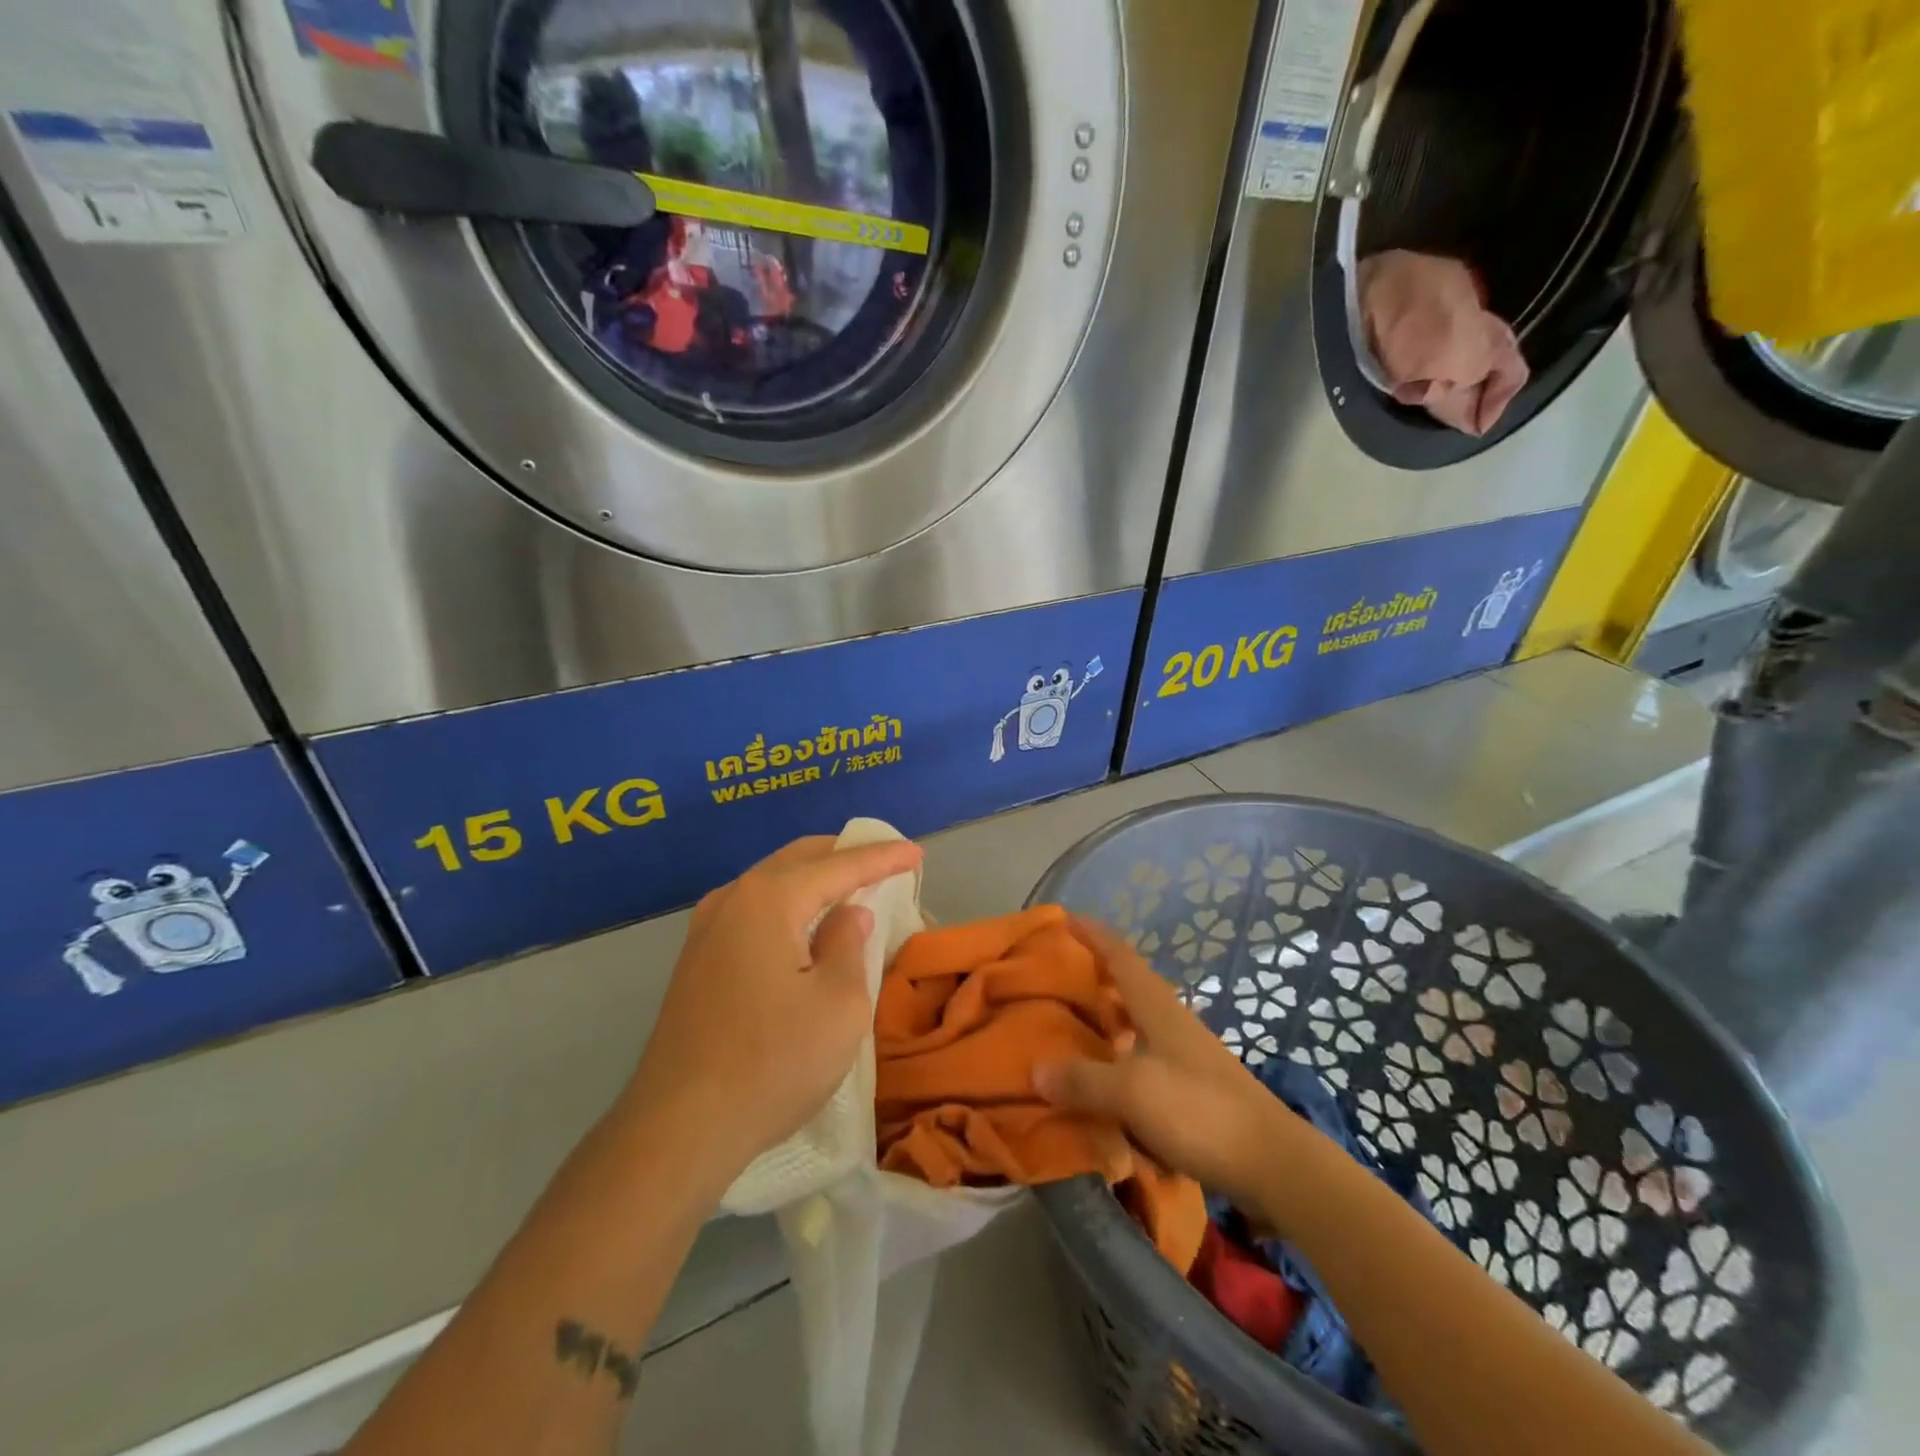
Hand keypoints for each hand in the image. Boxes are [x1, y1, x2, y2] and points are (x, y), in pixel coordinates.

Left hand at [620, 835, 922, 1190]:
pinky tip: (806, 925)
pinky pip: (753, 911)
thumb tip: (848, 915)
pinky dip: (789, 905)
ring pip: (772, 883)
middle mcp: (732, 899)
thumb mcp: (839, 1004)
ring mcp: (705, 929)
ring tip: (851, 889)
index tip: (916, 851)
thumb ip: (849, 945)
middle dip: (844, 856)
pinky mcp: (696, 960)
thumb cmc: (773, 1062)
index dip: (882, 857)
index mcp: (768, 899)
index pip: (839, 866)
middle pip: (799, 860)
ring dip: (814, 880)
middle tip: (885, 862)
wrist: (678, 1129)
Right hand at [1034, 918, 1301, 1210]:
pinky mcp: (1196, 1086)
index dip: (1094, 935)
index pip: (1121, 957)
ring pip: (1140, 1021)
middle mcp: (1173, 1021)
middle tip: (1060, 974)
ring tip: (1076, 1023)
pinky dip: (1122, 1055)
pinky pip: (1147, 1056)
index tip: (1067, 917)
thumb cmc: (1199, 1111)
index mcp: (1158, 1008)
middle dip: (1098, 974)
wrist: (1273, 1162)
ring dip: (1110, 1016)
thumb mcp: (1131, 1093)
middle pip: (1131, 986)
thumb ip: (1083, 1080)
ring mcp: (1188, 1054)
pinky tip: (1109, 1077)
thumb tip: (1036, 1068)